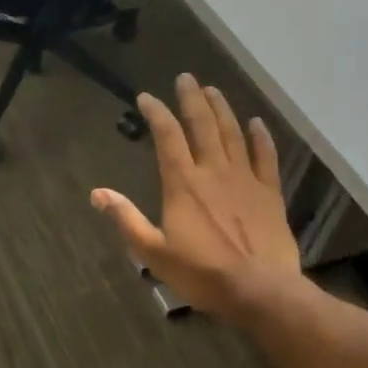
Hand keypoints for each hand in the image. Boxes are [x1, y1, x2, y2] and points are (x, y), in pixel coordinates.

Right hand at [91, 74, 307, 320]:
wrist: (260, 290)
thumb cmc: (202, 273)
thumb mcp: (154, 251)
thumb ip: (126, 219)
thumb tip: (97, 193)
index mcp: (182, 184)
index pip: (167, 137)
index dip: (157, 113)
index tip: (147, 98)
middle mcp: (213, 172)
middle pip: (202, 125)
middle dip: (192, 99)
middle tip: (186, 78)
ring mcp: (245, 179)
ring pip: (233, 134)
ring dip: (221, 109)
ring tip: (212, 90)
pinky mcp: (269, 192)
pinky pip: (265, 156)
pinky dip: (260, 137)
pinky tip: (256, 122)